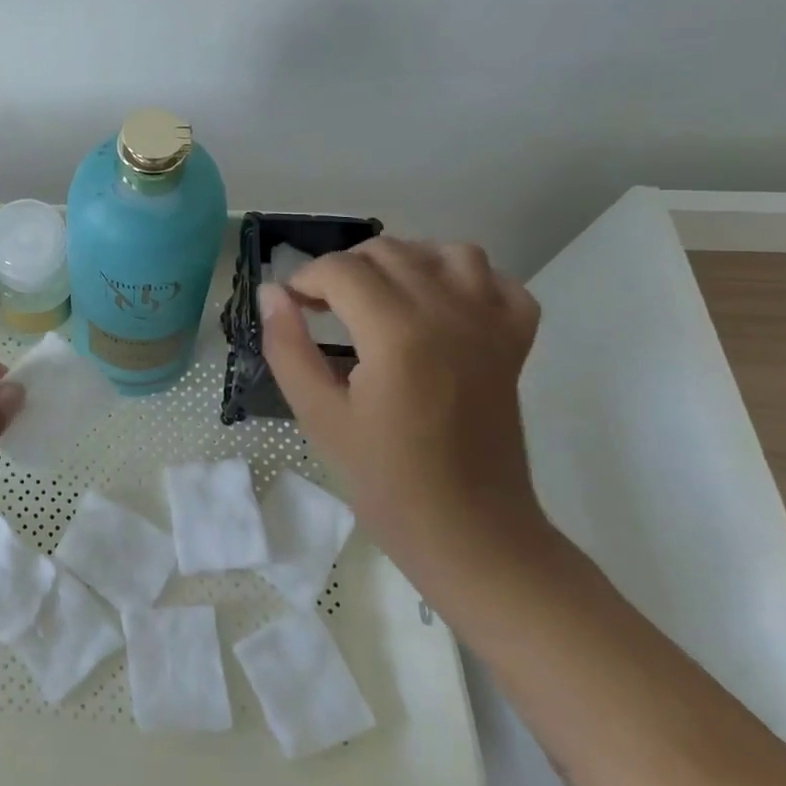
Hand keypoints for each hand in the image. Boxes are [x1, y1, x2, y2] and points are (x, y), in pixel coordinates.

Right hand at [256, 237, 546, 582]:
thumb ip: (288, 347)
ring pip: (447, 252)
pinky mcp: (514, 343)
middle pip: (388, 251)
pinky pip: (498, 283)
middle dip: (344, 269)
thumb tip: (272, 293)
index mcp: (398, 334)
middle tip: (322, 307)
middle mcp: (449, 314)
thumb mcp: (318, 416)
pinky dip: (467, 279)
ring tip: (378, 295)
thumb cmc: (387, 481)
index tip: (291, 306)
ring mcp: (490, 326)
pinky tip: (438, 304)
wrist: (472, 533)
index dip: (305, 279)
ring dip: (404, 261)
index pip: (341, 270)